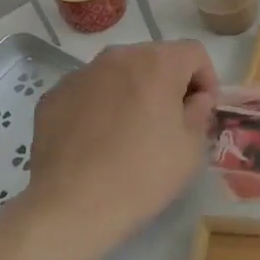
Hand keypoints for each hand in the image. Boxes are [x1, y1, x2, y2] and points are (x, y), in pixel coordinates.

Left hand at [25, 41, 217, 259]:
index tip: (202, 111)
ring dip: (132, 92)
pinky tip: (97, 141)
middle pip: (154, 58)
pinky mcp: (53, 96)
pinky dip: (99, 106)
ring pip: (118, 73)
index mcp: (156, 63)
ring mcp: (80, 74)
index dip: (206, 78)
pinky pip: (88, 92)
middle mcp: (117, 57)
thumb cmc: (143, 175)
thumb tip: (194, 99)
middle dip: (168, 83)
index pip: (193, 52)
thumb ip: (199, 112)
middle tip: (169, 122)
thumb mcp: (191, 148)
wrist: (72, 206)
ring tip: (130, 132)